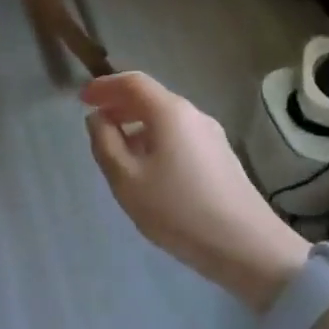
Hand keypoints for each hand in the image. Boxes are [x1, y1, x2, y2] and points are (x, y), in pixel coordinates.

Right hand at [83, 71, 308, 312]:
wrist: (246, 247)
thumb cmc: (178, 210)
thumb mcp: (127, 180)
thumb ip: (106, 143)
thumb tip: (97, 118)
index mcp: (170, 112)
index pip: (133, 82)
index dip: (104, 85)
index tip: (81, 98)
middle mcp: (193, 114)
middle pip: (151, 97)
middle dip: (119, 104)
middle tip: (95, 120)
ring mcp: (211, 135)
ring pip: (166, 118)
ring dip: (137, 123)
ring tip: (116, 147)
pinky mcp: (220, 157)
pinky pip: (179, 135)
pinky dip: (155, 138)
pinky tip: (147, 166)